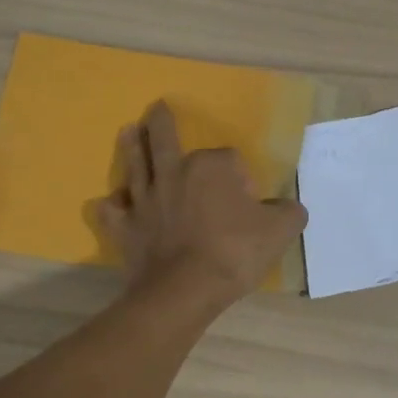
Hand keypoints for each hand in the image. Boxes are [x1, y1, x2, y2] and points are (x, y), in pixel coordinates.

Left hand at [92, 101, 307, 307]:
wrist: (186, 290)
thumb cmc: (235, 252)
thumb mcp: (280, 230)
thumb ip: (289, 212)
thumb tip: (290, 208)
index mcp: (211, 167)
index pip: (229, 158)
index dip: (242, 178)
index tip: (249, 203)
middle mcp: (174, 174)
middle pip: (165, 141)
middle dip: (162, 124)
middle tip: (156, 108)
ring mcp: (146, 200)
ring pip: (136, 165)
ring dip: (131, 147)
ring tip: (127, 130)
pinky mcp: (126, 227)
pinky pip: (113, 212)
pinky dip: (110, 207)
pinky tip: (107, 203)